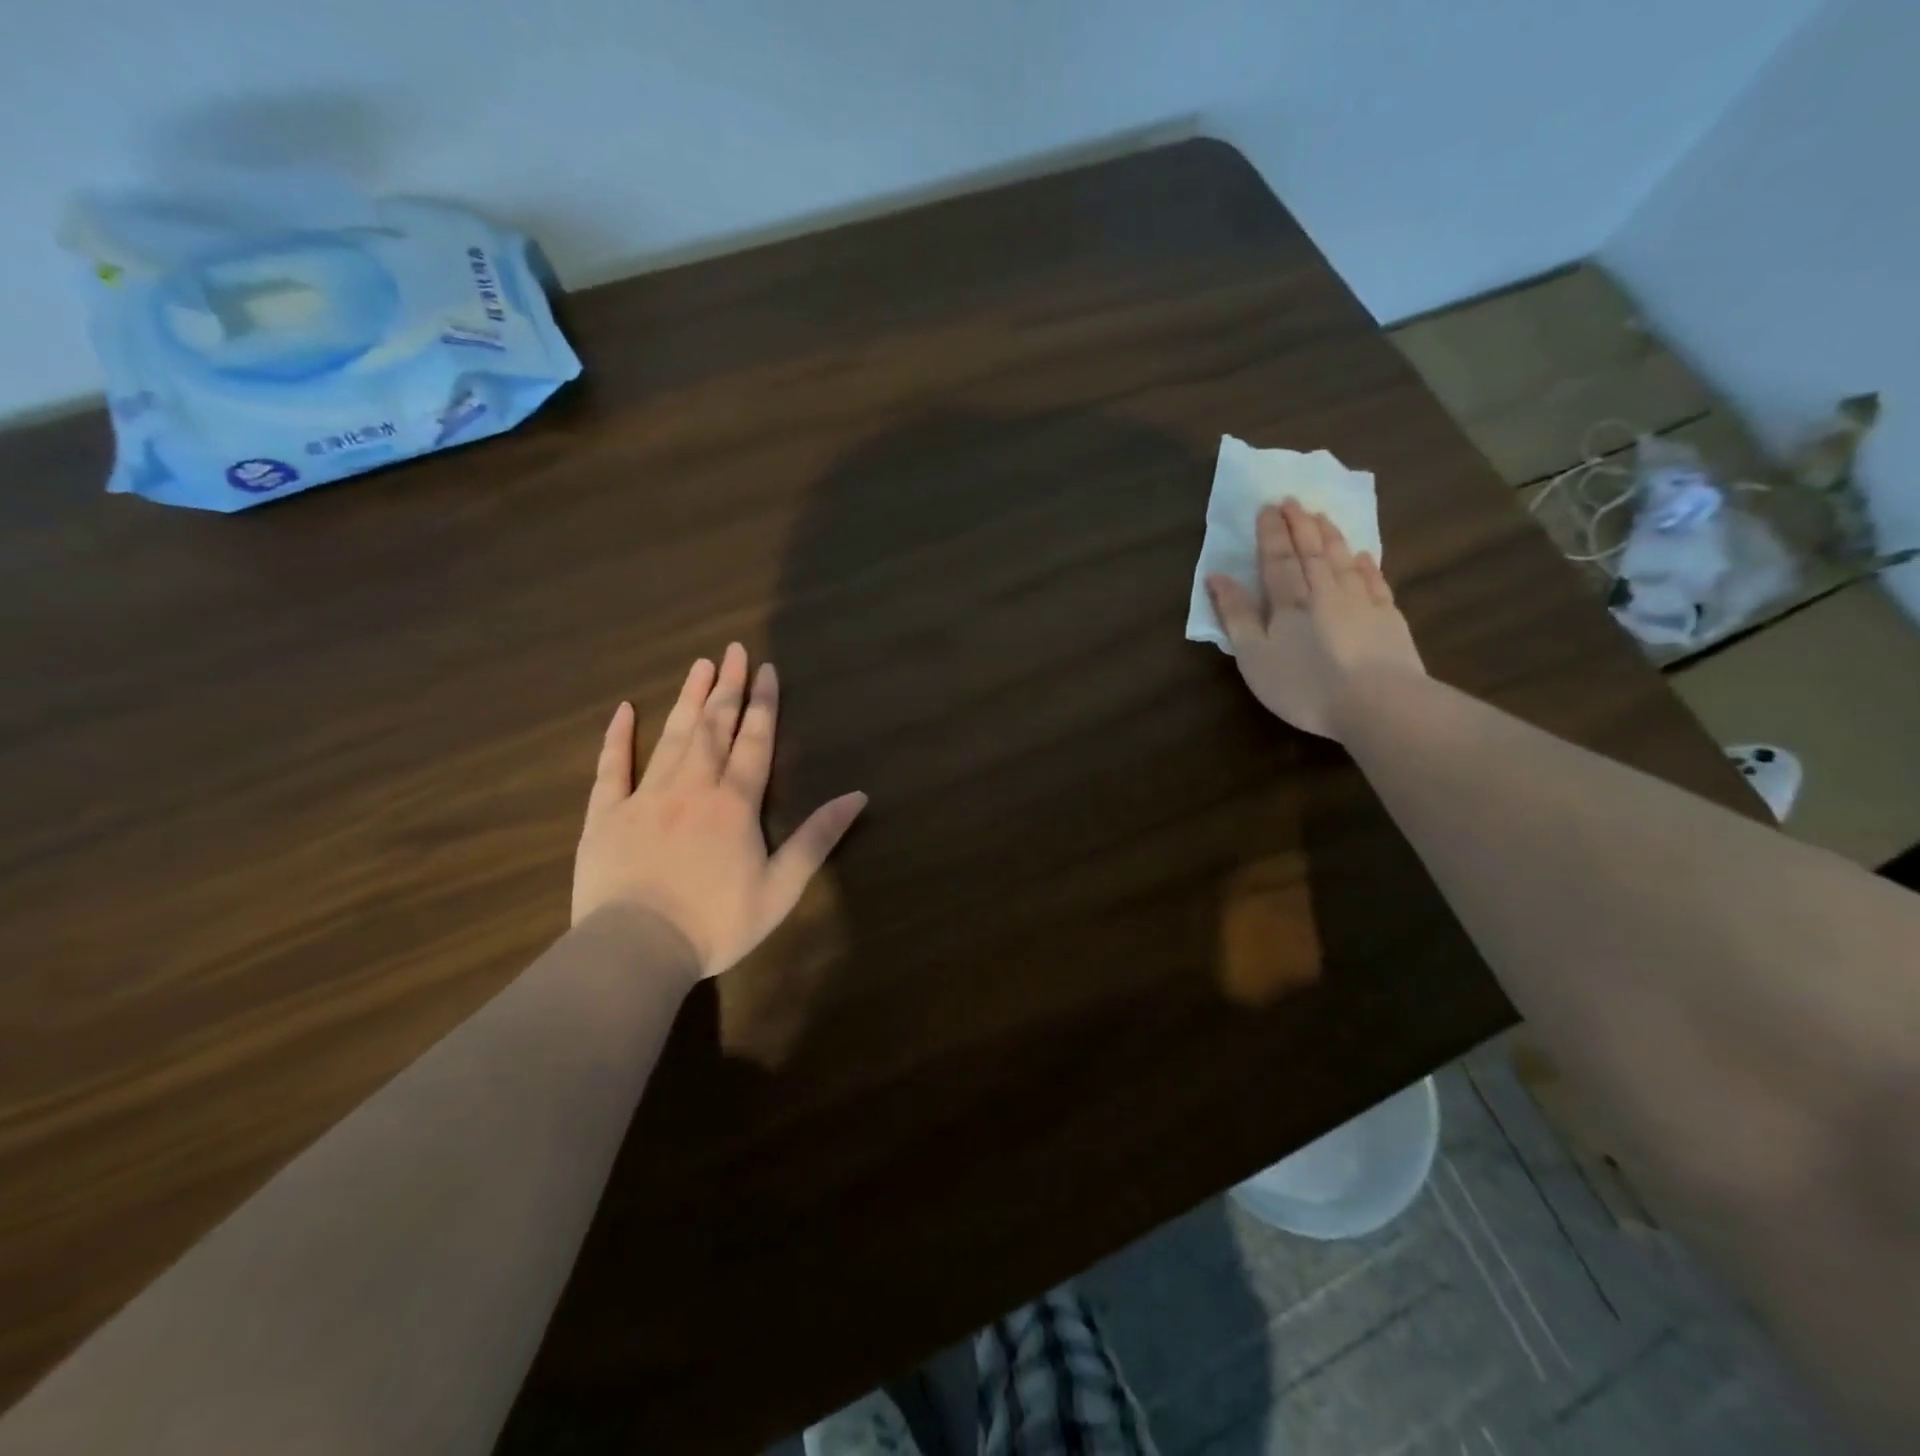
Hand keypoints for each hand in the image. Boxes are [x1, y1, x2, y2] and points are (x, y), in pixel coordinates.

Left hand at [572, 643, 866, 978]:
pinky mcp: (607, 815)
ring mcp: (646, 796)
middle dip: (727, 687)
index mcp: (735, 803)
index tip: (766, 669)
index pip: (754, 742)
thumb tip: (858, 796)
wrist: (638, 948)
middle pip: (714, 727)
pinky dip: (618, 737)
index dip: (762, 704)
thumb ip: (818, 838)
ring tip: (699, 665)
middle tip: (733, 650)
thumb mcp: (782, 887)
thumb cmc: (717, 922)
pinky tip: (624, 710)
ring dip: (688, 699)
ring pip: (673, 737)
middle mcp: (693, 787)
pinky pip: (612, 768)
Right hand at [1207, 499, 1424, 740]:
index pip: (1277, 559)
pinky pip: (1375, 581)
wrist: (1378, 703)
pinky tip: (1363, 555)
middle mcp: (1325, 592)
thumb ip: (1236, 616)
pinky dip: (1367, 565)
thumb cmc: (1304, 685)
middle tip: (1293, 500)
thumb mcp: (1255, 657)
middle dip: (1299, 525)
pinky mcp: (1388, 619)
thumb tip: (1217, 577)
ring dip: (1330, 536)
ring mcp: (1361, 603)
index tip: (1267, 507)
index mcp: (1289, 603)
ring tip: (1322, 516)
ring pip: (1342, 560)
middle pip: (1311, 552)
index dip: (1271, 533)